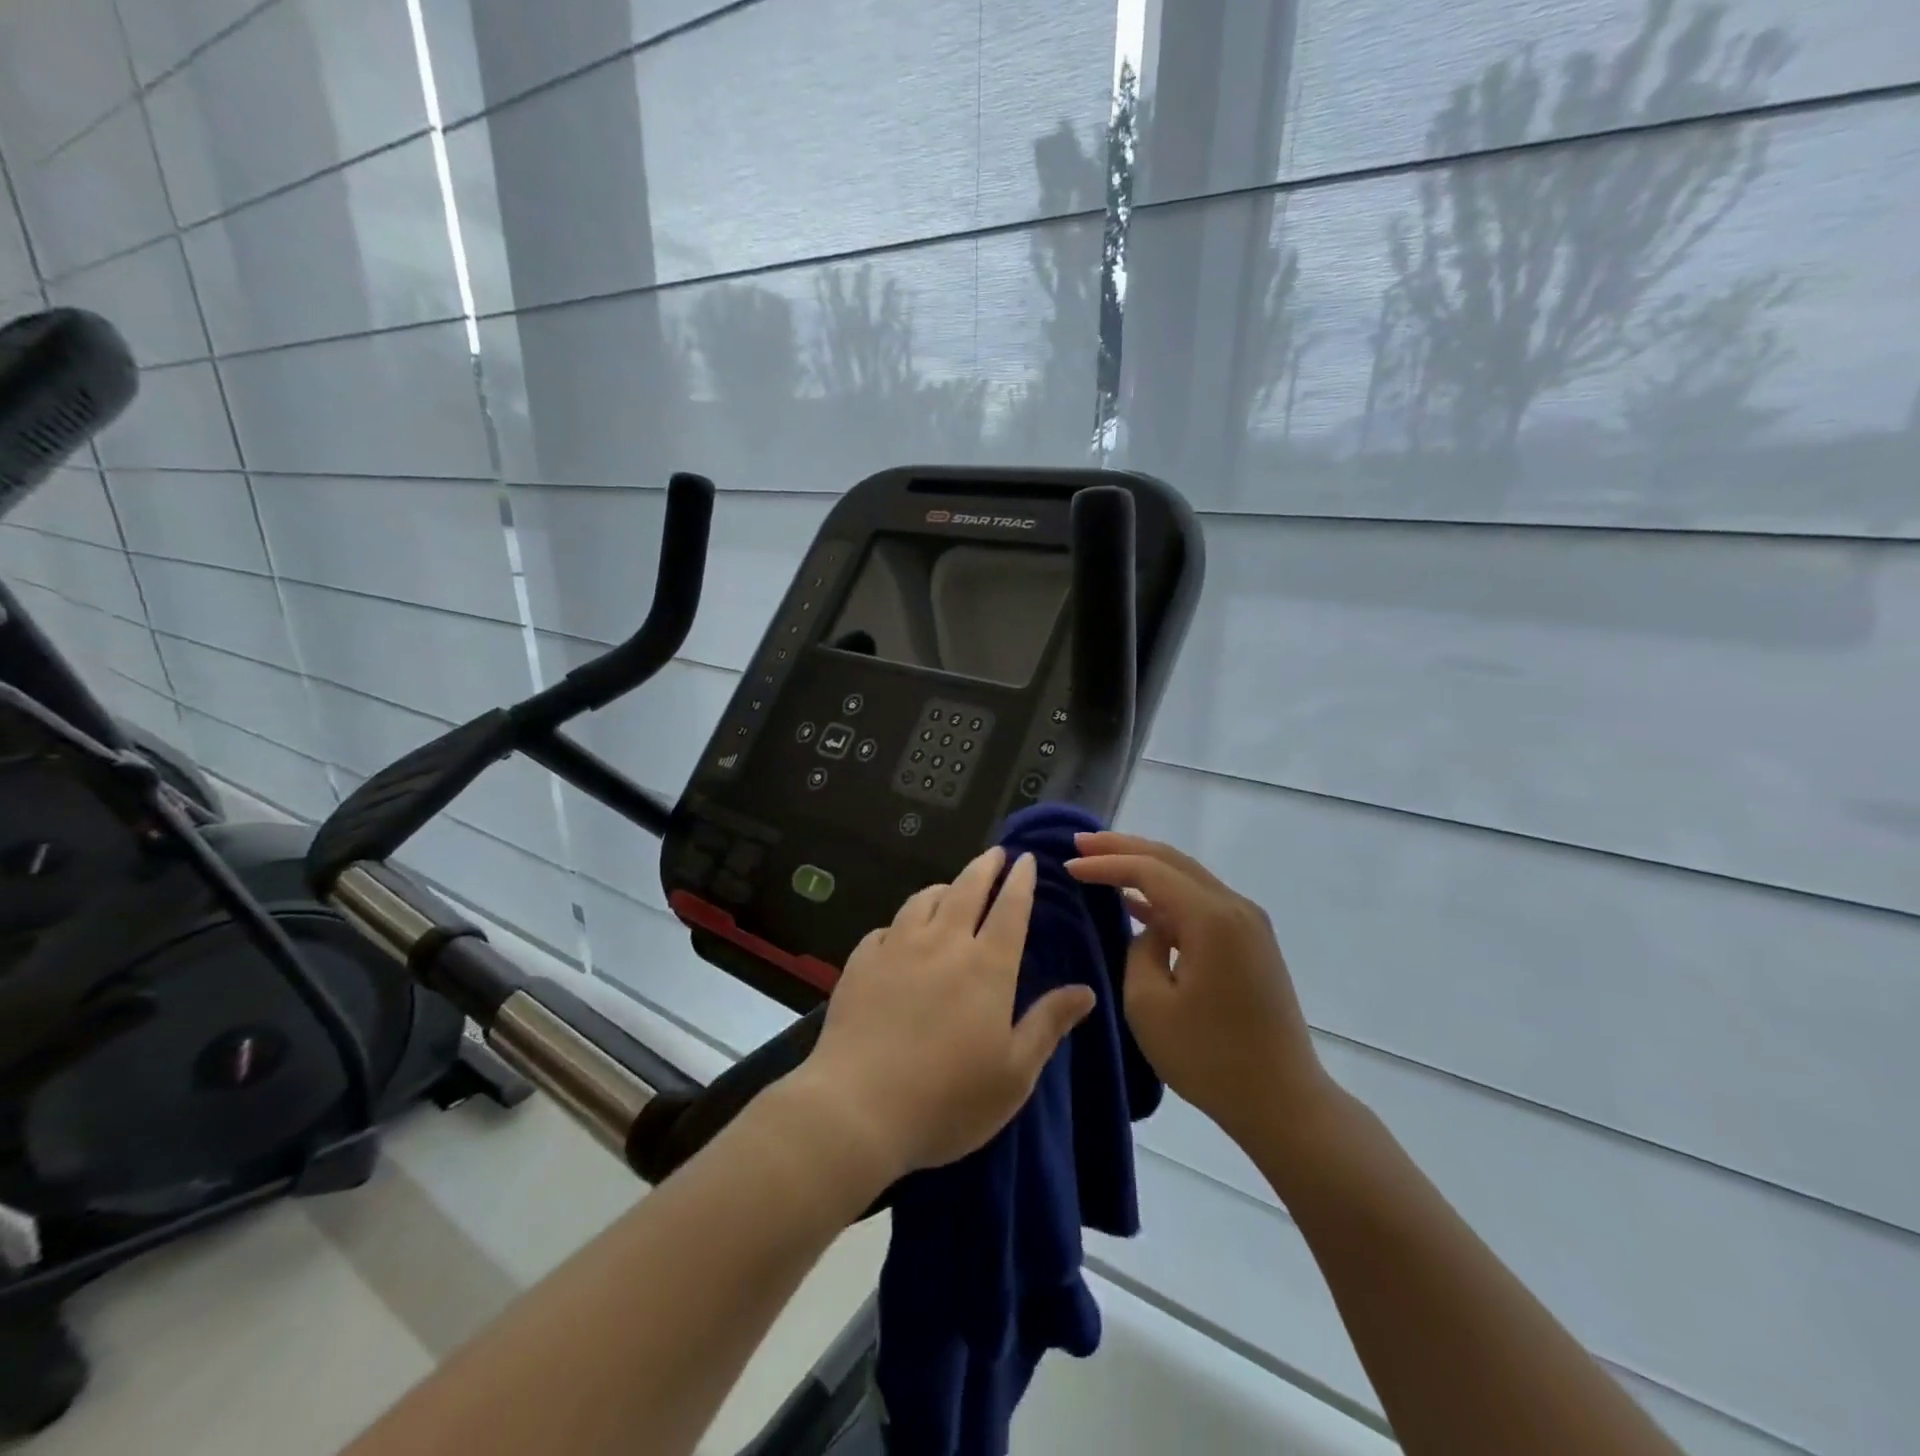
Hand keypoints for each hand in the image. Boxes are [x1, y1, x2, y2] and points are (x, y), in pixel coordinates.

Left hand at [792, 846, 1095, 1182]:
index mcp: (987, 966)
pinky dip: (901, 923)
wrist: (857, 1107)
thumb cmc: (948, 1098)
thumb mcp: (1014, 1074)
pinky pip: (886, 929)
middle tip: (995, 853)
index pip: (1010, 909)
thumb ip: (1048, 1025)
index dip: (1021, 882)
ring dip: (943, 888)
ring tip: (950, 888)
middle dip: (985, 867)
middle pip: (966, 890)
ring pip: (923, 901)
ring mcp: (897, 949)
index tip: (1026, 860)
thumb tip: (1086, 991)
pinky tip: (900, 933)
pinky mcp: (861, 963)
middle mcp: (943, 944)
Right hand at [1066, 832, 1329, 1146]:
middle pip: (1171, 860)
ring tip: (1102, 861)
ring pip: (1187, 877)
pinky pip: (1200, 902)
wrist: (1282, 1101)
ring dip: (1144, 867)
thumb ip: (1140, 949)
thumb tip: (1150, 929)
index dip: (1106, 863)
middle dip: (1123, 847)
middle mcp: (1235, 907)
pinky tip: (1138, 901)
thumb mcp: (1149, 1004)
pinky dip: (1166, 894)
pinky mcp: (1250, 942)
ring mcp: (1248, 923)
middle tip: (1081, 841)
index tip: (1069, 865)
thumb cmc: (1209, 1057)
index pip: (1149, 870)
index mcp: (1211, 918)